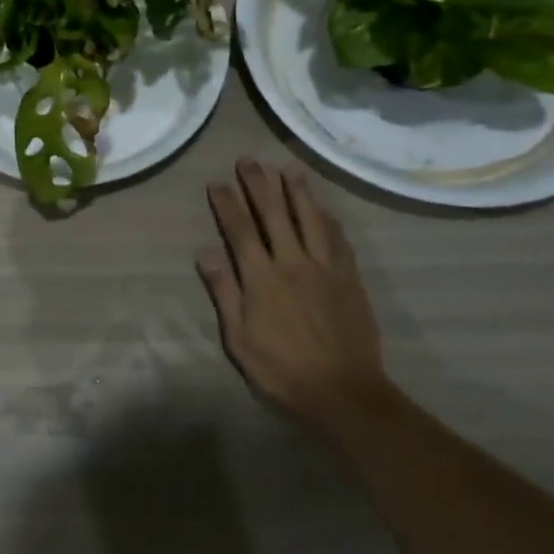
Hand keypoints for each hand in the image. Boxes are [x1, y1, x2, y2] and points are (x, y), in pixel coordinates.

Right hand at [198, 159, 384, 425]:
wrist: (345, 394)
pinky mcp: (349, 278)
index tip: (217, 183)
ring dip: (297, 191)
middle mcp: (293, 262)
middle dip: (258, 184)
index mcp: (262, 277)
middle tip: (248, 160)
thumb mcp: (240, 339)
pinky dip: (329, 220)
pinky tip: (325, 209)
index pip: (240, 230)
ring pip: (310, 218)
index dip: (228, 204)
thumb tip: (204, 253)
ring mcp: (325, 268)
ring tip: (288, 168)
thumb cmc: (283, 371)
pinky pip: (339, 240)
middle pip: (274, 214)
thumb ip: (224, 292)